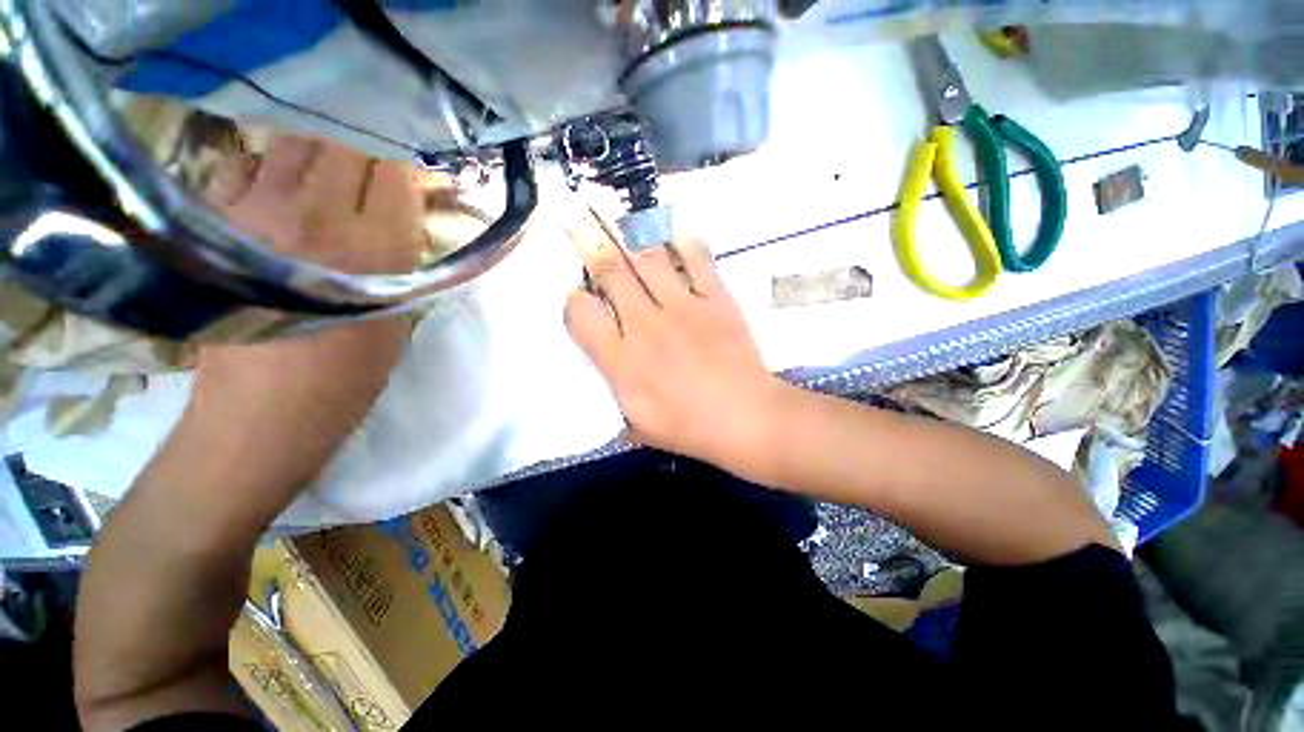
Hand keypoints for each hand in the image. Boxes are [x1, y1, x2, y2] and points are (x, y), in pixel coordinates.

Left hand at [183, 135, 423, 491]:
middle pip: (346, 146)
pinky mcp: (216, 219)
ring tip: (330, 177)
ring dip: (321, 153)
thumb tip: (409, 216)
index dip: (406, 168)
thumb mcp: (402, 317)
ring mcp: (257, 211)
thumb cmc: (349, 374)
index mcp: (375, 247)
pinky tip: (284, 193)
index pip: (395, 172)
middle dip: (367, 152)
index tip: (412, 178)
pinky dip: (275, 168)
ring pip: (296, 144)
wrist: (260, 415)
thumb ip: (409, 260)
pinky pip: (251, 165)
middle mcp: (316, 215)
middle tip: (373, 175)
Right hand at [564, 215, 794, 479]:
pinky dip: (684, 241)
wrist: (747, 419)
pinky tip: (673, 231)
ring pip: (649, 258)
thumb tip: (610, 375)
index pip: (583, 313)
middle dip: (591, 244)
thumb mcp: (640, 426)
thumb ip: (618, 396)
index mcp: (623, 360)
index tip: (579, 295)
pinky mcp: (716, 299)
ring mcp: (683, 307)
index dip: (575, 299)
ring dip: (631, 236)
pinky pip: (697, 259)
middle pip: (611, 272)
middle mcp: (646, 325)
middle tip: (580, 222)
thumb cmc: (690, 429)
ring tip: (621, 220)